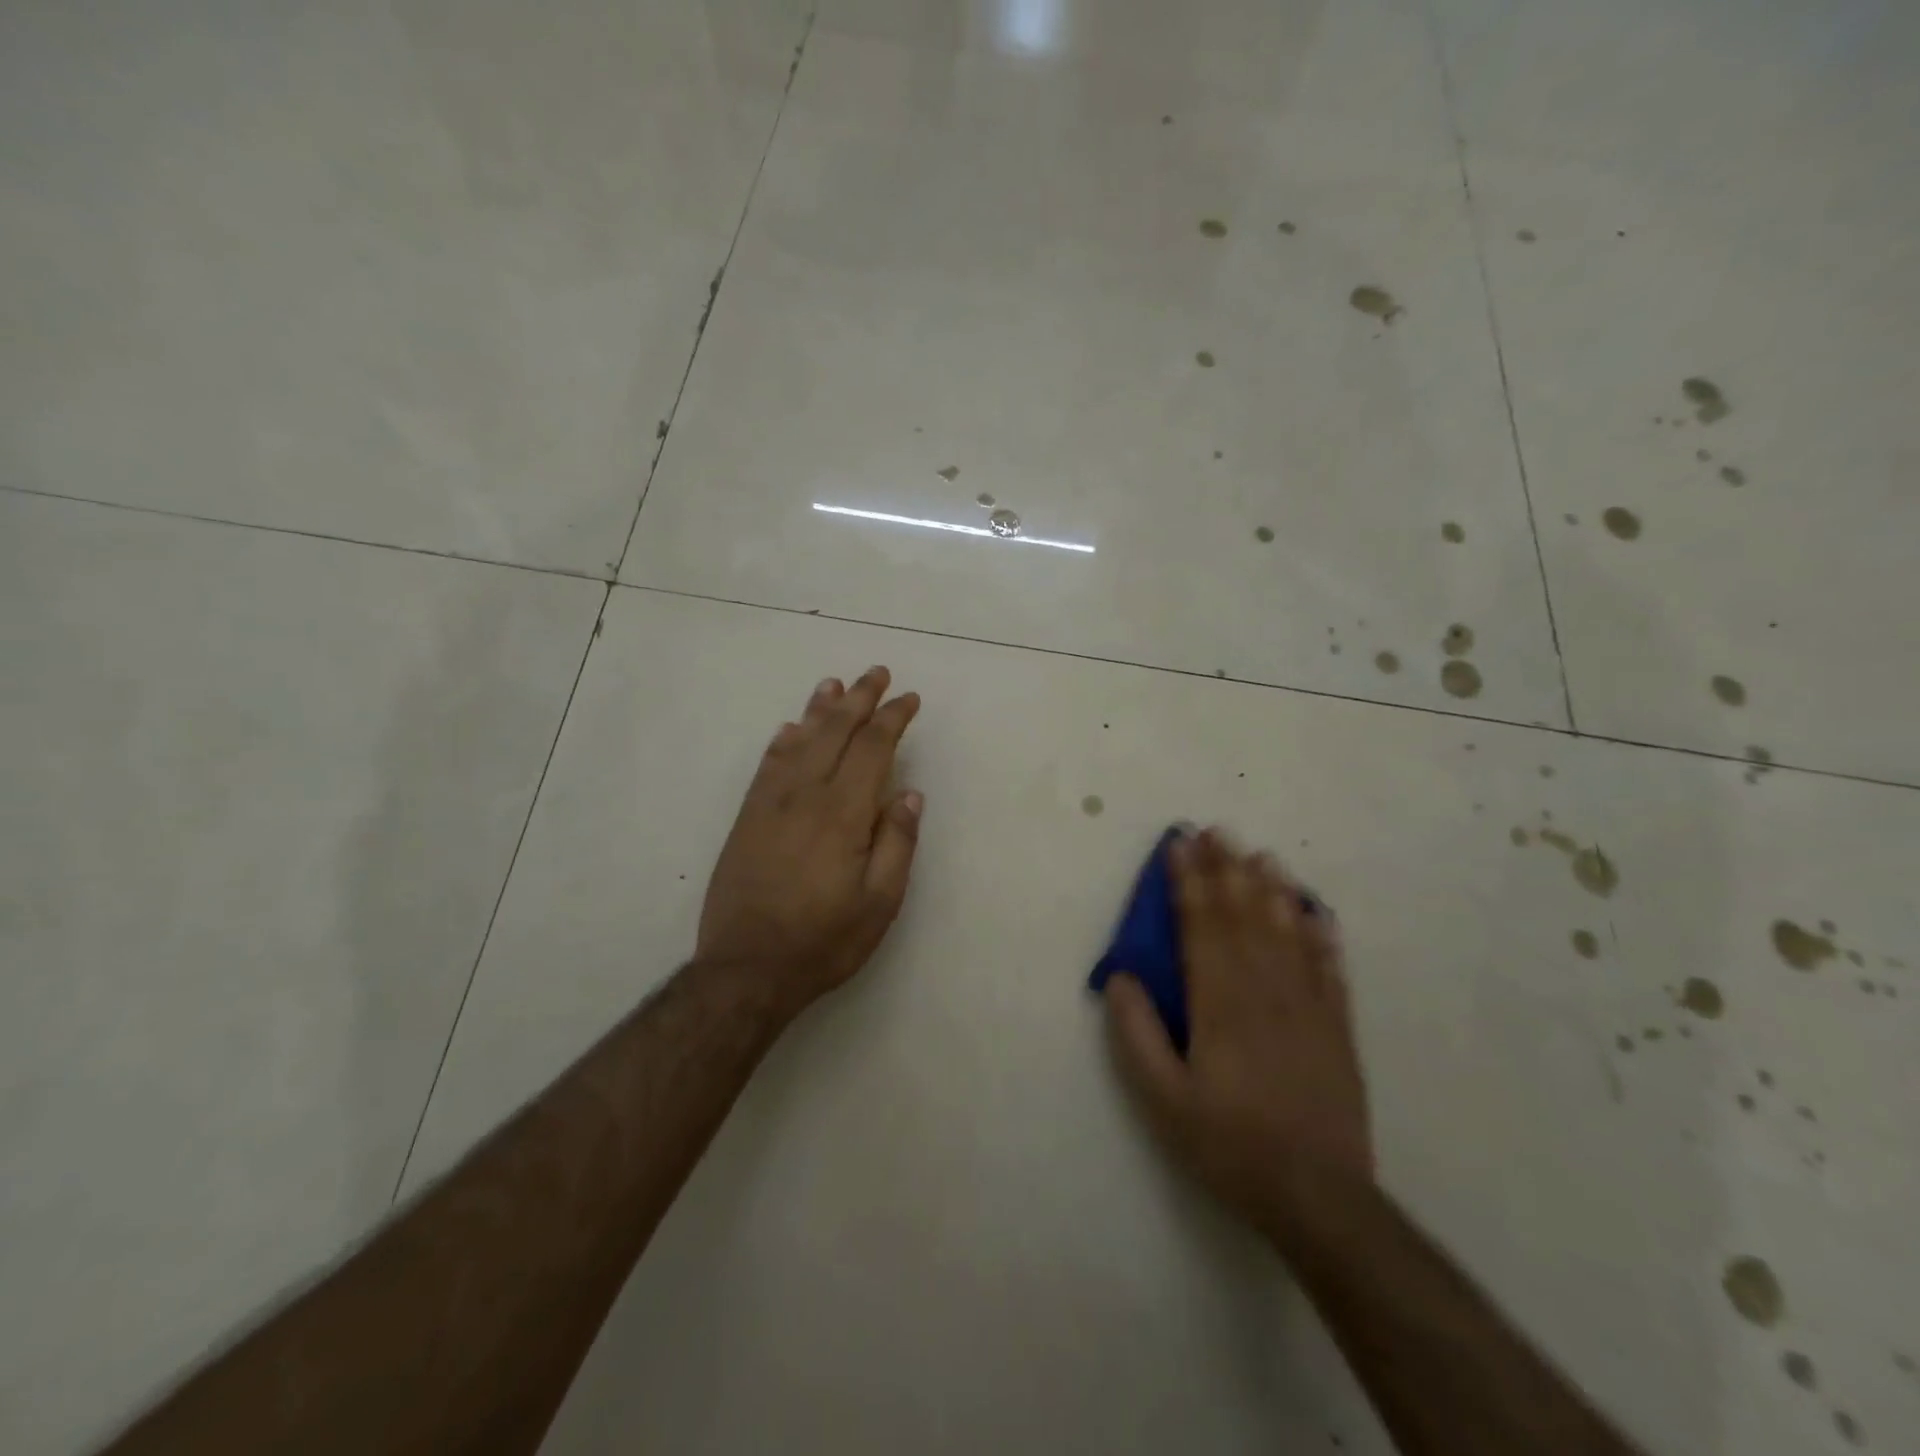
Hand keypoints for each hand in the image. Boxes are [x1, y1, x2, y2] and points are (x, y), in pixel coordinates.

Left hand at [696, 666, 922, 1016]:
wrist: (746, 970)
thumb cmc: (823, 940)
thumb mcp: (880, 903)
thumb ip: (897, 843)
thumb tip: (909, 793)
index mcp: (843, 814)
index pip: (873, 749)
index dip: (892, 719)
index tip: (908, 699)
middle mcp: (805, 796)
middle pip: (835, 732)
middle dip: (859, 699)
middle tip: (876, 672)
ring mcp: (770, 804)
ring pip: (798, 740)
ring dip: (819, 709)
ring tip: (834, 684)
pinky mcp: (747, 818)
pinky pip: (767, 765)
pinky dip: (782, 740)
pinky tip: (790, 727)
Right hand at [1104, 828, 1373, 1226]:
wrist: (1318, 1198)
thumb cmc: (1228, 1145)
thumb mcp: (1162, 1100)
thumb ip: (1137, 1034)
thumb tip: (1119, 976)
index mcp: (1219, 1004)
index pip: (1201, 926)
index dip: (1189, 882)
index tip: (1180, 845)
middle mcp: (1265, 991)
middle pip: (1243, 916)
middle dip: (1226, 869)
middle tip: (1216, 830)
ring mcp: (1308, 1006)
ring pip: (1287, 931)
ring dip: (1271, 889)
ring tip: (1260, 854)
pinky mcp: (1338, 1027)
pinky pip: (1329, 967)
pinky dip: (1320, 934)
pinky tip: (1315, 910)